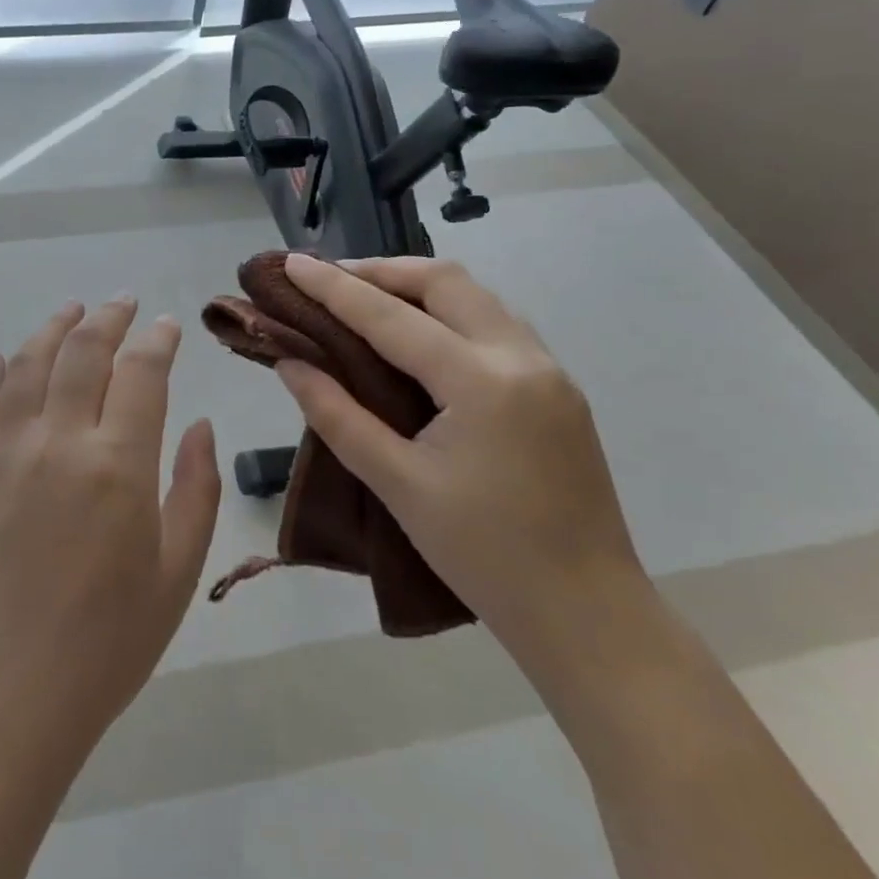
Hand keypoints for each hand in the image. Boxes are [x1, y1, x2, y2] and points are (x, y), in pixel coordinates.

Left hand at [0, 297, 221, 758]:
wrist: (7, 694)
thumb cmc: (108, 642)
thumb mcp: (177, 571)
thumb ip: (196, 488)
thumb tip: (198, 425)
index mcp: (117, 464)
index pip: (141, 373)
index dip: (158, 340)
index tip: (169, 326)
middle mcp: (58, 441)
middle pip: (81, 351)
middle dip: (107, 318)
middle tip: (124, 303)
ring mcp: (7, 453)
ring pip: (28, 363)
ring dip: (52, 328)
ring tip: (71, 311)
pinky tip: (3, 358)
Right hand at [274, 254, 643, 643]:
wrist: (588, 615)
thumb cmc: (484, 556)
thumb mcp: (398, 485)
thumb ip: (338, 416)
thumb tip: (289, 363)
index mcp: (481, 382)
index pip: (391, 316)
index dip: (334, 288)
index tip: (292, 263)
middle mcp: (521, 357)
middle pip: (445, 281)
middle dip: (382, 271)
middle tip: (329, 280)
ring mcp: (549, 370)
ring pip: (476, 297)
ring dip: (418, 287)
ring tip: (367, 298)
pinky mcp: (558, 389)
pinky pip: (495, 325)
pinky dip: (449, 312)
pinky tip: (421, 336)